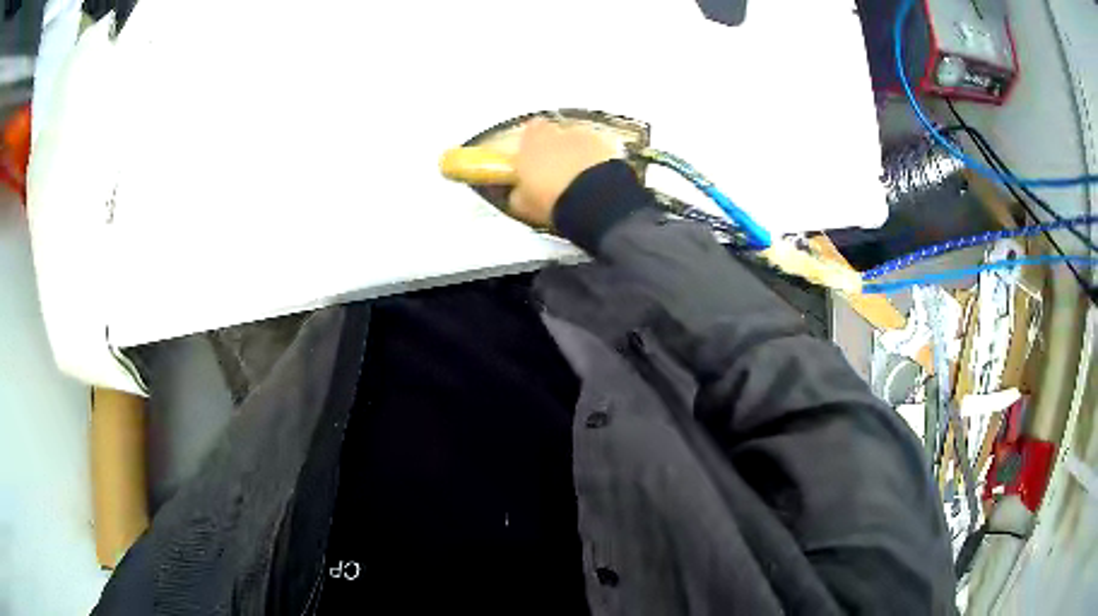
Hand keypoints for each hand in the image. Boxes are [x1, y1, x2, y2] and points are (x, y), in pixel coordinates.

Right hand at [507, 118, 617, 228]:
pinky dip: (600, 165)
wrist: (594, 201)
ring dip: (580, 157)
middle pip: (558, 136)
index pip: (530, 131)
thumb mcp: (522, 204)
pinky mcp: (612, 149)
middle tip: (557, 175)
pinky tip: (598, 186)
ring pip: (581, 144)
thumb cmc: (550, 198)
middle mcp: (560, 130)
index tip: (532, 161)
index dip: (532, 145)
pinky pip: (602, 155)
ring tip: (581, 184)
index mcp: (532, 138)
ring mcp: (589, 137)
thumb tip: (519, 193)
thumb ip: (518, 192)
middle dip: (558, 150)